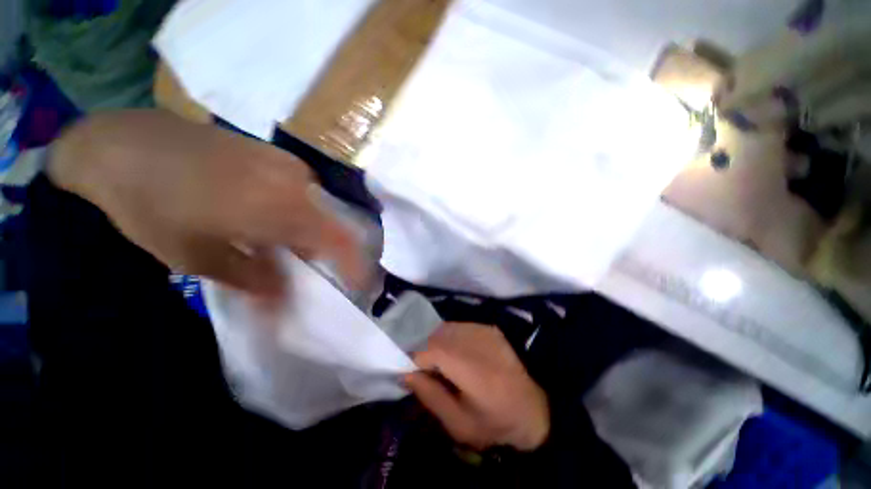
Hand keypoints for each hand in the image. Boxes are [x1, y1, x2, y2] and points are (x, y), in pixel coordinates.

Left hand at [48, 110, 363, 294]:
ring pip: (320, 209)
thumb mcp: (195, 257)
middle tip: (310, 269)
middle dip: (329, 251)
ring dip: (311, 232)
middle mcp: (297, 183)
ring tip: (285, 245)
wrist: (124, 142)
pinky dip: (300, 213)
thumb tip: (285, 299)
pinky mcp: (278, 155)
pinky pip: (305, 193)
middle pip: (333, 225)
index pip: (340, 241)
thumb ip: (252, 278)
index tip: (359, 285)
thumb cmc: (152, 205)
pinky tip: (272, 218)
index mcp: (280, 208)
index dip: (355, 265)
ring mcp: (289, 165)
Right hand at [406, 322, 549, 450]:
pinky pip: (457, 327)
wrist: (533, 409)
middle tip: (418, 367)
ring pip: (445, 328)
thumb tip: (405, 373)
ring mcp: (484, 330)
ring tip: (433, 361)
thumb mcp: (458, 424)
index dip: (413, 356)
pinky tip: (451, 354)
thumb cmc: (495, 424)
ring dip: (433, 341)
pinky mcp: (488, 328)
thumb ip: (430, 395)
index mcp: (473, 368)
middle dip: (420, 348)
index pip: (432, 349)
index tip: (406, 370)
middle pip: (436, 334)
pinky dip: (447, 338)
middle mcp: (478, 341)